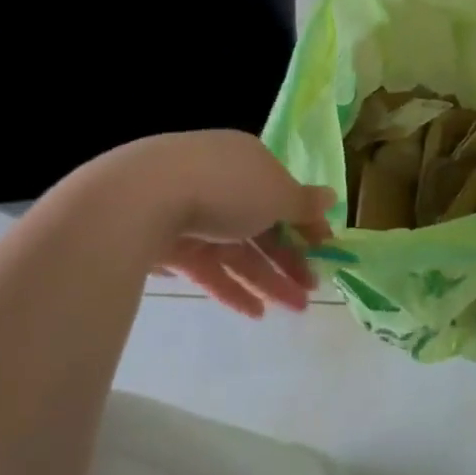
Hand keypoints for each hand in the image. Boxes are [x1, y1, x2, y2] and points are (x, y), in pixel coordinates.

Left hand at [69, 131, 335, 318]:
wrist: (144, 198)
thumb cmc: (226, 186)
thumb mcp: (276, 194)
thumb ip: (303, 202)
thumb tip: (331, 196)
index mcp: (249, 160)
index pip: (284, 192)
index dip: (307, 220)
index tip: (326, 249)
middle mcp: (223, 183)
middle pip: (263, 224)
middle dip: (290, 257)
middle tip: (313, 288)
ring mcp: (194, 215)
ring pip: (239, 250)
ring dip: (268, 279)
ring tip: (296, 309)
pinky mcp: (171, 245)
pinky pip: (209, 268)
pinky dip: (232, 289)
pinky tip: (255, 313)